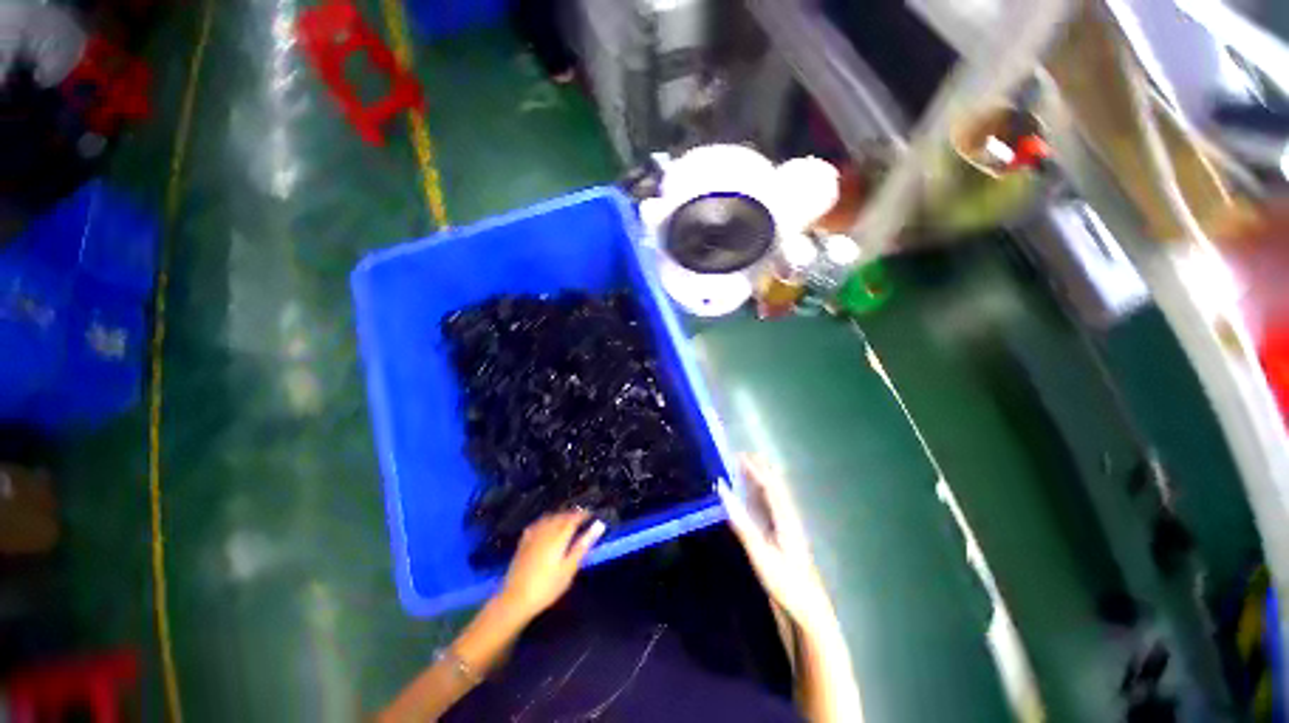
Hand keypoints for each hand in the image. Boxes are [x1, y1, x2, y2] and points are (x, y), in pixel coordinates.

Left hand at [498, 510, 605, 620]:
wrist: (515, 599)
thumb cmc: (547, 587)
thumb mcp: (569, 569)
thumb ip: (583, 546)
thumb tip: (598, 526)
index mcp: (559, 537)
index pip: (573, 519)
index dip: (583, 514)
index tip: (592, 513)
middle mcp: (546, 531)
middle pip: (561, 516)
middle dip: (572, 514)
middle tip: (582, 517)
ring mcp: (533, 536)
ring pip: (549, 518)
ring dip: (559, 515)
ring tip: (567, 519)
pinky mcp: (523, 542)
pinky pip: (537, 524)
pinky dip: (545, 521)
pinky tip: (546, 525)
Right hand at [719, 454, 837, 633]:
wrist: (808, 612)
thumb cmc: (785, 583)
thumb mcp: (761, 554)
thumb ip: (742, 523)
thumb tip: (724, 492)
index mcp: (786, 518)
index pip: (770, 486)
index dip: (755, 469)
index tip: (738, 456)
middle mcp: (789, 517)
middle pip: (776, 486)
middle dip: (761, 469)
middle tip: (742, 456)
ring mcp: (789, 528)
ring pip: (776, 495)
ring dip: (762, 479)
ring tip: (748, 468)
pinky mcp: (785, 538)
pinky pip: (773, 507)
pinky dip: (762, 495)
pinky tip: (755, 497)